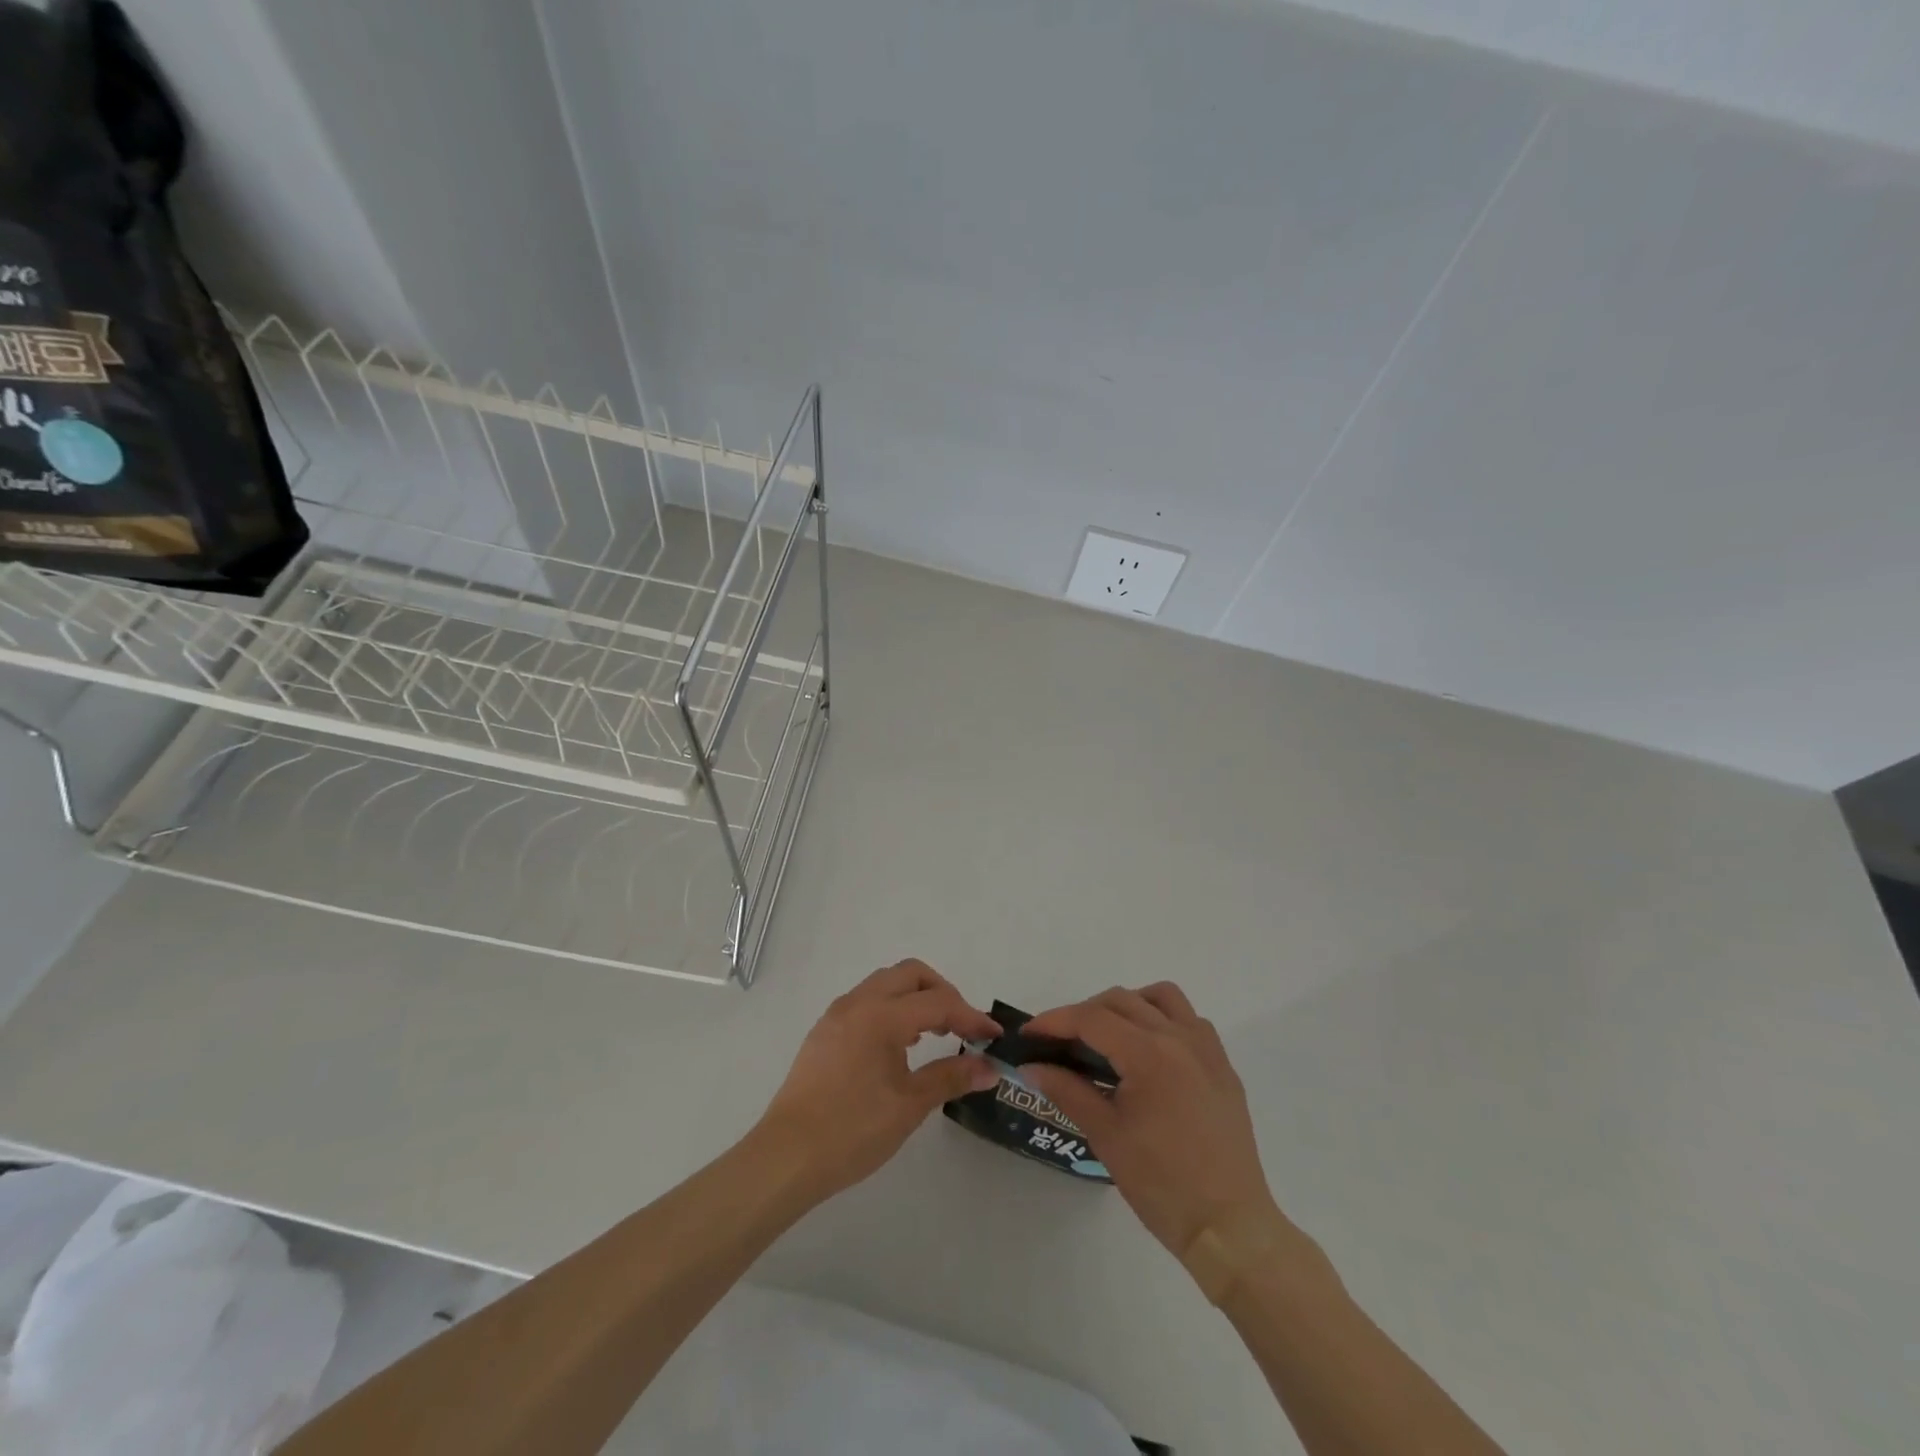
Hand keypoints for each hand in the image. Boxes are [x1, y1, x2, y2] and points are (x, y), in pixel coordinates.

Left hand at [756, 960, 1000, 1200]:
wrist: (786, 1157)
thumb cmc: (852, 1130)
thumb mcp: (910, 1105)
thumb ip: (951, 1077)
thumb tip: (990, 1068)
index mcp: (881, 1015)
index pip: (938, 1002)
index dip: (970, 1017)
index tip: (993, 1037)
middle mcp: (858, 1002)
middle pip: (910, 974)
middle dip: (942, 992)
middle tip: (961, 1026)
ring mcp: (837, 1014)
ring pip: (886, 984)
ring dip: (915, 998)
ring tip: (934, 1034)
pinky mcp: (825, 1031)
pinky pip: (867, 1001)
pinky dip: (892, 1008)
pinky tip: (900, 1045)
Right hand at [1023, 984, 1278, 1259]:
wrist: (1229, 1227)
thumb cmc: (1161, 1184)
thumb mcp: (1105, 1136)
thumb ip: (1067, 1090)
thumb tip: (1031, 1066)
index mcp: (1149, 1054)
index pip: (1091, 1019)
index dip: (1054, 1021)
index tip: (1029, 1034)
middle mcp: (1179, 1038)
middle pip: (1121, 1000)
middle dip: (1084, 1013)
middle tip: (1060, 1042)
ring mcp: (1207, 1049)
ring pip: (1161, 997)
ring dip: (1128, 1005)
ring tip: (1108, 1037)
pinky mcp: (1223, 1066)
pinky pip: (1189, 1020)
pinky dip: (1162, 1020)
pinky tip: (1149, 1052)